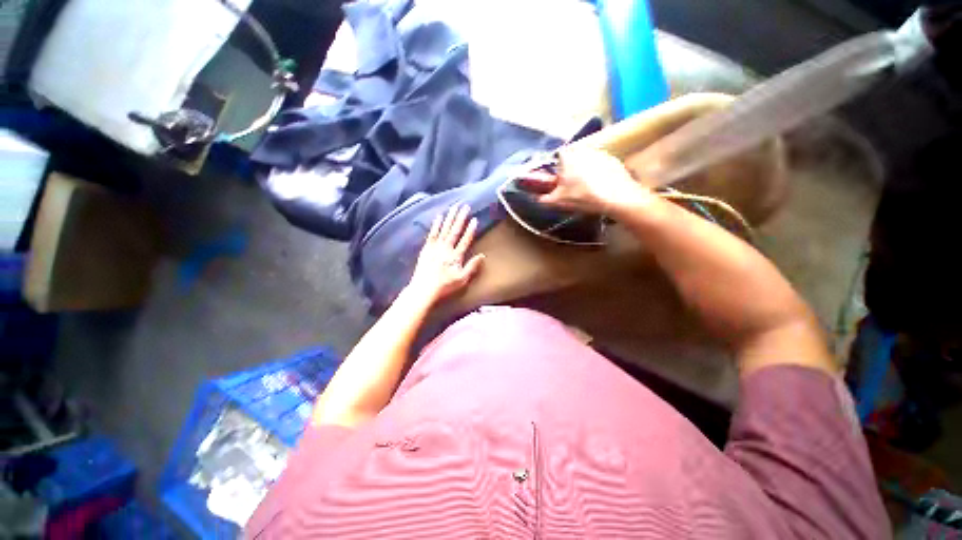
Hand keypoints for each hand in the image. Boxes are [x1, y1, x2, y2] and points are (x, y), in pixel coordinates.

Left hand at [407, 205, 484, 303]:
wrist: (423, 289)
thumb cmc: (444, 286)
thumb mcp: (462, 280)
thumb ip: (472, 267)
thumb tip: (482, 256)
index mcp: (456, 256)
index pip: (465, 240)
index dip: (470, 230)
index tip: (475, 219)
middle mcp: (446, 249)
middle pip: (455, 231)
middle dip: (461, 218)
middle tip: (465, 206)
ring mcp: (435, 247)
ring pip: (444, 229)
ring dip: (450, 217)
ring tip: (454, 207)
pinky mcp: (426, 248)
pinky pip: (432, 234)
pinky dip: (436, 225)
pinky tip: (439, 216)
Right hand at [519, 149, 647, 214]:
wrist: (616, 197)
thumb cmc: (582, 196)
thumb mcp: (558, 201)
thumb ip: (543, 199)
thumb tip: (537, 199)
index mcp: (567, 156)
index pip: (558, 157)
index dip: (558, 169)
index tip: (560, 181)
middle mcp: (582, 149)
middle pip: (573, 158)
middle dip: (571, 170)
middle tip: (573, 187)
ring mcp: (600, 153)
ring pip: (587, 161)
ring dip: (586, 171)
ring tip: (588, 189)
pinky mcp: (614, 159)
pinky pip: (602, 165)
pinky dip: (600, 174)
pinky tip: (601, 187)